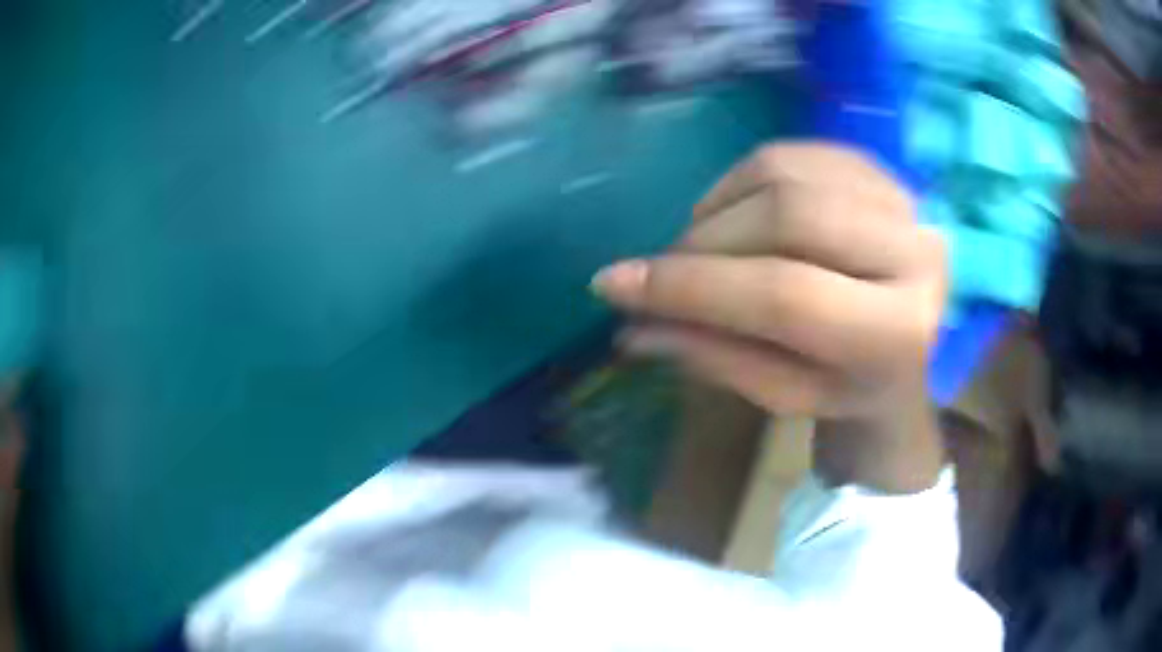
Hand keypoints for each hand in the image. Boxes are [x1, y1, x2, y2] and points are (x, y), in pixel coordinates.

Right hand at [591, 143, 945, 420]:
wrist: (908, 349)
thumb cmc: (847, 386)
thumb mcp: (784, 391)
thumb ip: (714, 354)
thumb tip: (630, 322)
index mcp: (897, 333)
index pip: (785, 296)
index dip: (693, 287)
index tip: (616, 285)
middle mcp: (916, 256)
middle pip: (788, 216)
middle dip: (707, 240)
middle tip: (666, 268)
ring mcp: (905, 201)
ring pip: (787, 174)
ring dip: (722, 206)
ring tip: (704, 246)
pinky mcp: (883, 171)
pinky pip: (795, 154)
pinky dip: (745, 179)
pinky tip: (737, 215)